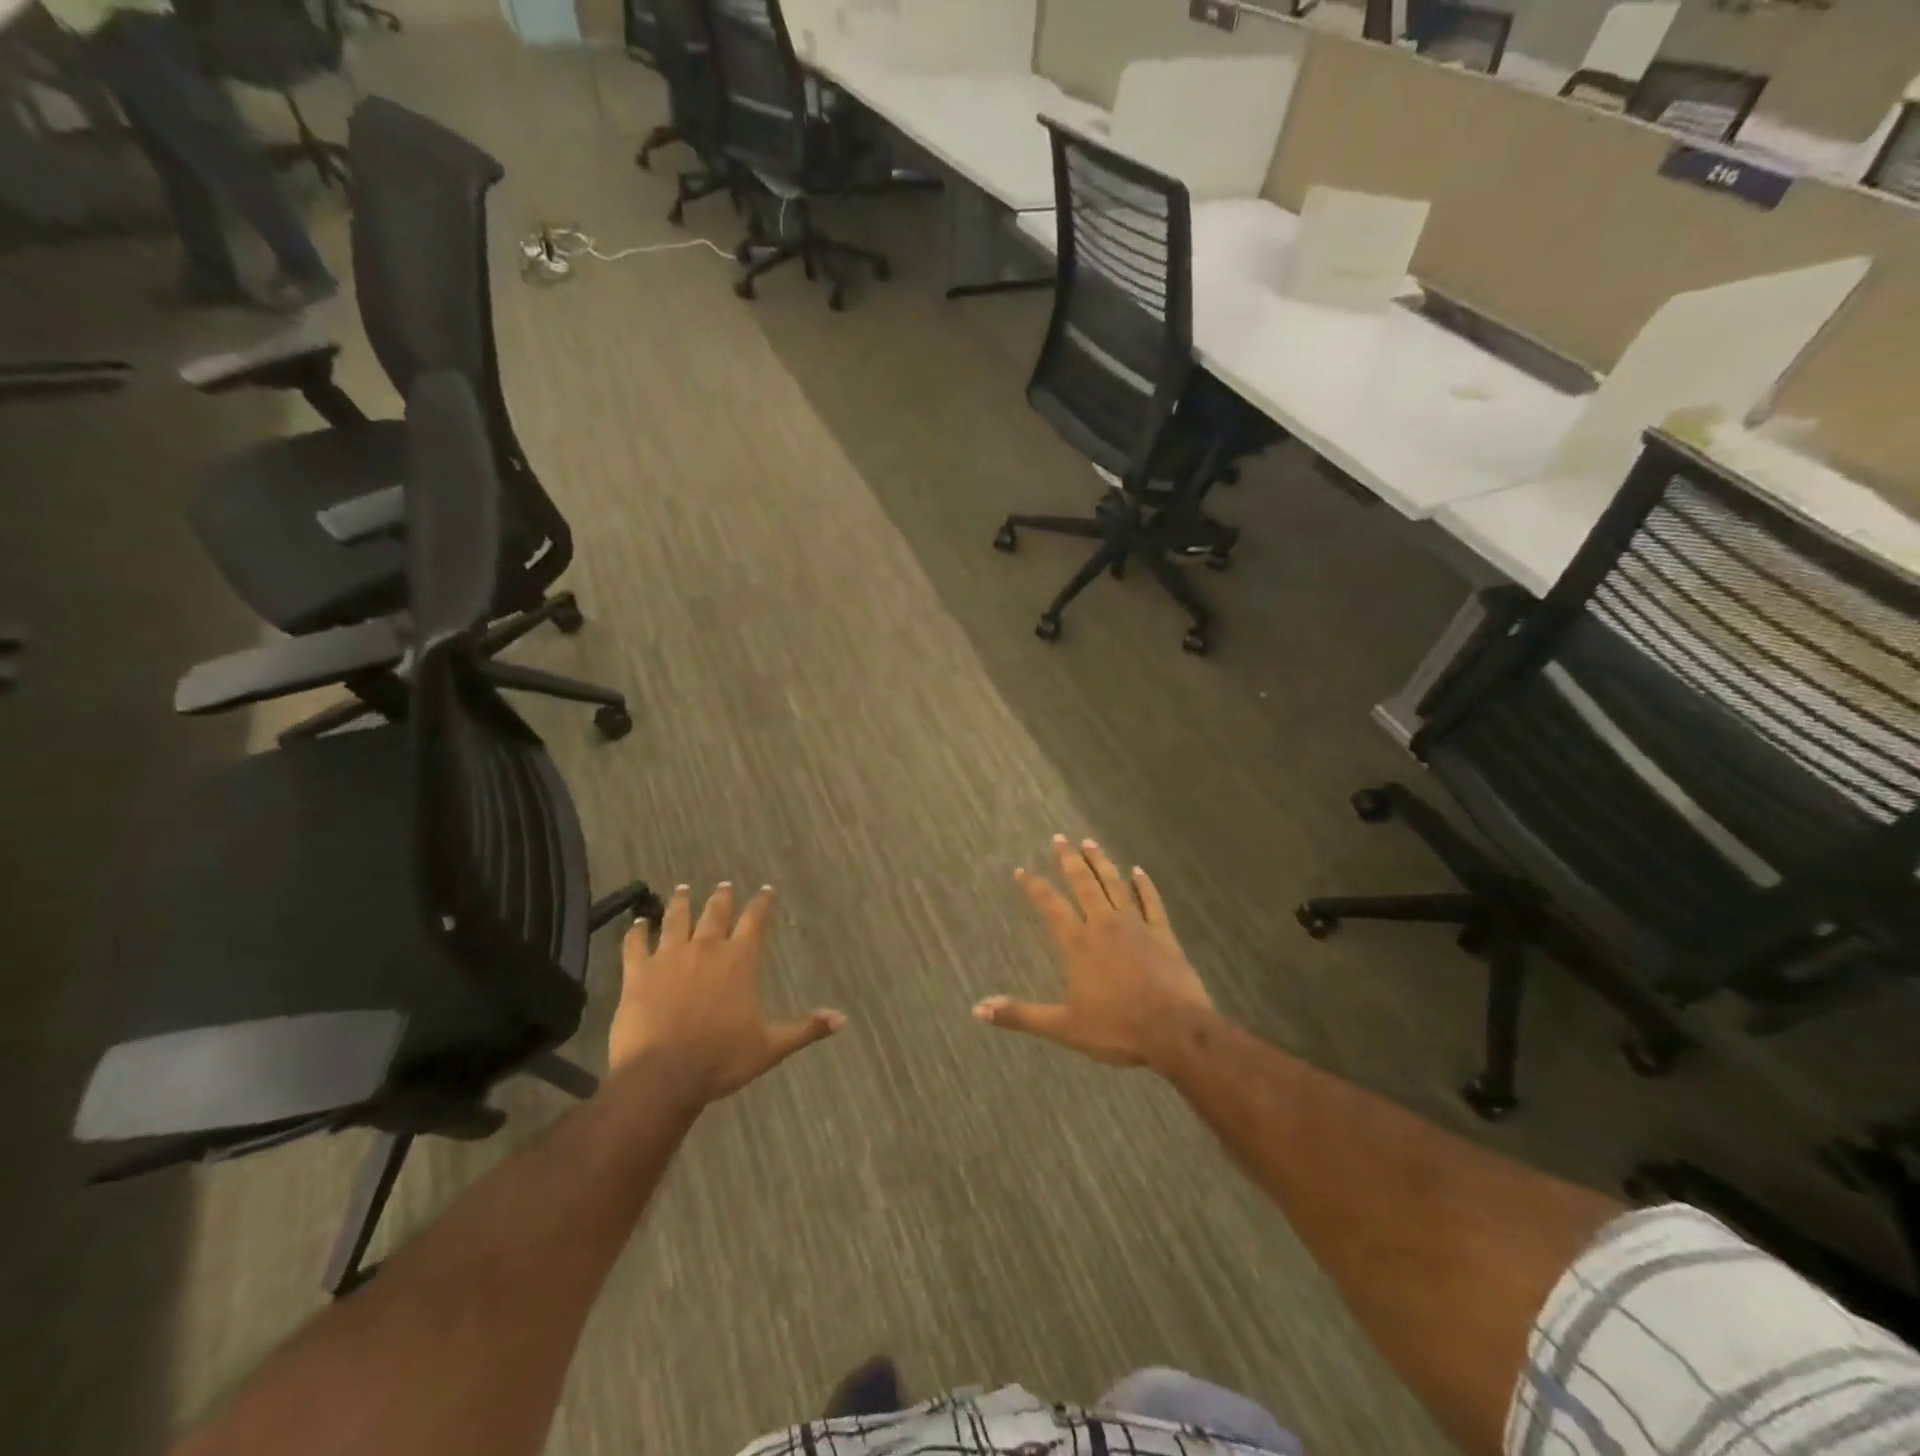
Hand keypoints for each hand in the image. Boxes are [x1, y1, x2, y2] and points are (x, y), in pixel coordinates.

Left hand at [610, 883, 844, 1104]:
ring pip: (676, 918)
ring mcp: (669, 957)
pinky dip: (637, 931)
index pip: (755, 920)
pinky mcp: (638, 972)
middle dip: (722, 897)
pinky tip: (637, 923)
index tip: (765, 890)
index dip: (762, 903)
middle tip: (723, 886)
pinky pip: (636, 943)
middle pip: (715, 912)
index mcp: (740, 960)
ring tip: (683, 889)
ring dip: (681, 902)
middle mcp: (706, 948)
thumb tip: (842, 1019)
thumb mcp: (771, 1046)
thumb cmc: (722, 1059)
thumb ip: (806, 1028)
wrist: (664, 1075)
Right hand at [975, 836, 1214, 1068]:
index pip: (1051, 906)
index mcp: (1080, 944)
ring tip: (1090, 843)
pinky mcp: (1164, 935)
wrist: (1176, 1032)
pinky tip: (1139, 871)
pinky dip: (1145, 885)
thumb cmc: (1118, 1029)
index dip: (1034, 887)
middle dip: (1069, 860)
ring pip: (1116, 885)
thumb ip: (1022, 1015)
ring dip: (1101, 863)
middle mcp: (1105, 925)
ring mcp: (1137, 926)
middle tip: (1060, 838)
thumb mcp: (1064, 1027)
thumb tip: (979, 1009)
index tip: (1022, 870)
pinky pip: (1152, 902)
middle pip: (1084, 884)